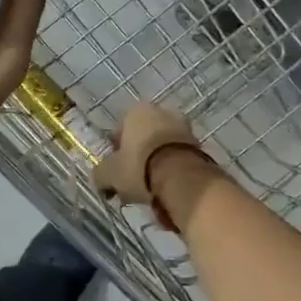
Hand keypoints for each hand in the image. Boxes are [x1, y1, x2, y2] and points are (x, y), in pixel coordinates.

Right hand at [93, 102, 212, 230]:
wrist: (182, 178)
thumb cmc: (139, 167)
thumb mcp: (109, 174)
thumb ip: (100, 174)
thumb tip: (101, 180)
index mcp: (136, 111)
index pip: (119, 131)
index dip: (115, 153)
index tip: (116, 172)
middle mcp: (161, 112)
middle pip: (143, 138)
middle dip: (138, 157)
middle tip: (133, 181)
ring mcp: (184, 127)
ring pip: (162, 148)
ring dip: (156, 164)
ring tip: (151, 189)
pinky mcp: (199, 144)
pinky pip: (178, 158)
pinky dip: (172, 170)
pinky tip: (167, 188)